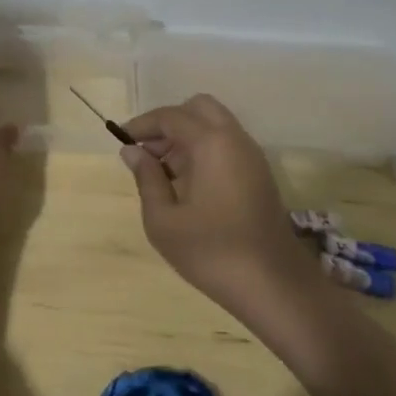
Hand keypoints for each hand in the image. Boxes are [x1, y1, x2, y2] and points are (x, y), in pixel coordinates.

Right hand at [120, 95, 317, 316]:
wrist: (275, 287)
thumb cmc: (213, 252)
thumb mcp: (164, 221)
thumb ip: (146, 178)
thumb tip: (133, 151)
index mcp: (211, 142)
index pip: (170, 116)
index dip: (142, 124)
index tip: (121, 139)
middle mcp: (234, 138)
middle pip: (198, 108)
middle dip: (169, 122)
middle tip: (148, 151)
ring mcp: (251, 155)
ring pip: (214, 124)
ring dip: (187, 135)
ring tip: (164, 170)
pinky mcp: (259, 174)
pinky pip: (227, 143)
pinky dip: (204, 148)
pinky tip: (188, 182)